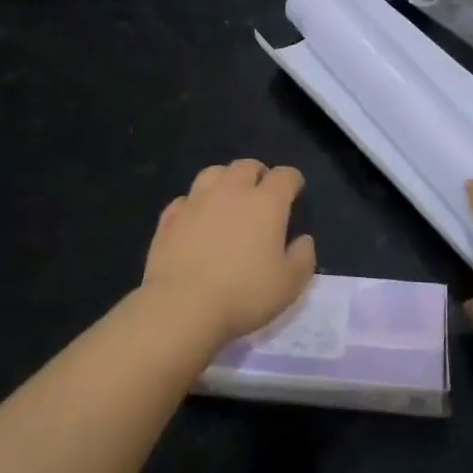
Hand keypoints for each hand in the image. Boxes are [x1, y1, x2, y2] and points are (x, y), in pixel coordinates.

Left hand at [140, 159, 316, 348]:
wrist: (181, 307)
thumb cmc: (243, 294)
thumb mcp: (289, 284)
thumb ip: (303, 257)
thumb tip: (303, 240)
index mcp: (266, 202)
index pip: (285, 175)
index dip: (292, 181)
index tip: (295, 193)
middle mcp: (231, 191)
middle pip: (247, 166)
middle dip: (258, 174)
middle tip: (261, 194)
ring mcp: (196, 201)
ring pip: (213, 173)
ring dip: (225, 180)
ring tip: (228, 198)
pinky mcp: (169, 218)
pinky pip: (185, 199)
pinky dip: (195, 204)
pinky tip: (196, 219)